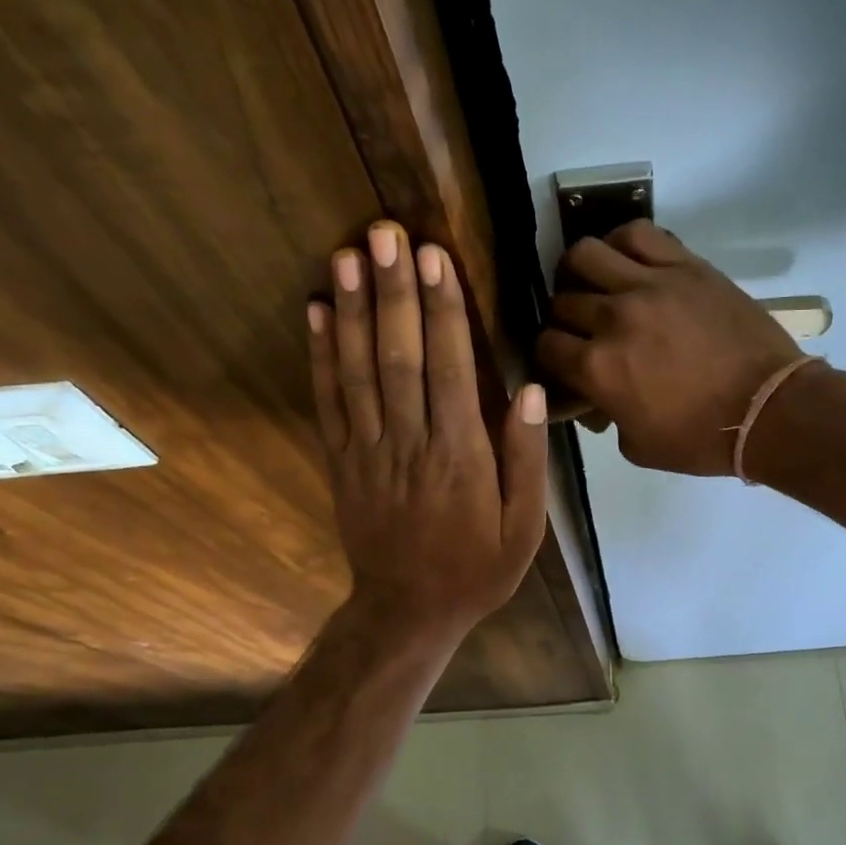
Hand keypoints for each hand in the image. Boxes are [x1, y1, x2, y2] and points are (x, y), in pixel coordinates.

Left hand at [308, 222, 548, 639]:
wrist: (408, 611)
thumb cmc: (477, 568)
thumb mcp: (524, 527)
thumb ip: (526, 459)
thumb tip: (528, 391)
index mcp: (460, 457)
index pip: (449, 370)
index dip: (441, 311)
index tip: (433, 258)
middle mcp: (410, 444)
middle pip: (398, 357)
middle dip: (393, 292)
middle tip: (384, 233)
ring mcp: (367, 451)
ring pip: (357, 371)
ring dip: (352, 310)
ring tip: (347, 255)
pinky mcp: (341, 462)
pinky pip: (327, 402)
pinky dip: (320, 355)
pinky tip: (316, 312)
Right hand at [536, 221, 801, 474]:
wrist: (768, 409)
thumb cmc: (701, 438)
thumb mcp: (636, 446)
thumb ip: (604, 415)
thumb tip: (594, 396)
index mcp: (598, 367)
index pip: (546, 345)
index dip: (549, 355)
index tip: (563, 361)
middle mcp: (614, 318)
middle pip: (562, 301)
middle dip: (564, 319)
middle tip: (583, 329)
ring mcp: (650, 285)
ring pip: (586, 253)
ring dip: (580, 271)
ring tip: (594, 283)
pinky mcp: (685, 266)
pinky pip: (638, 234)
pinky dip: (621, 242)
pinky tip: (625, 259)